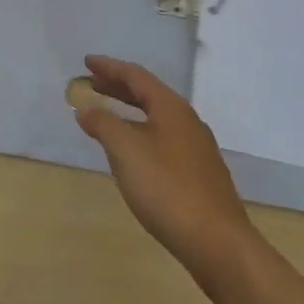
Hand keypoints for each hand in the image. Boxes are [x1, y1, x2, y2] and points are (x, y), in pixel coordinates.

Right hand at [72, 54, 256, 283]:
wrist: (217, 242)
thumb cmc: (167, 188)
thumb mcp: (126, 151)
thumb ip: (103, 124)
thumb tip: (86, 107)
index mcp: (171, 108)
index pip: (136, 76)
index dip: (109, 67)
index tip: (87, 61)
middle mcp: (187, 121)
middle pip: (148, 94)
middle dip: (118, 87)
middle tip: (92, 83)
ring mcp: (196, 148)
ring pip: (156, 118)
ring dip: (129, 111)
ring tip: (106, 115)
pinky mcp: (198, 173)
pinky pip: (162, 138)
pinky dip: (140, 133)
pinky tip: (131, 152)